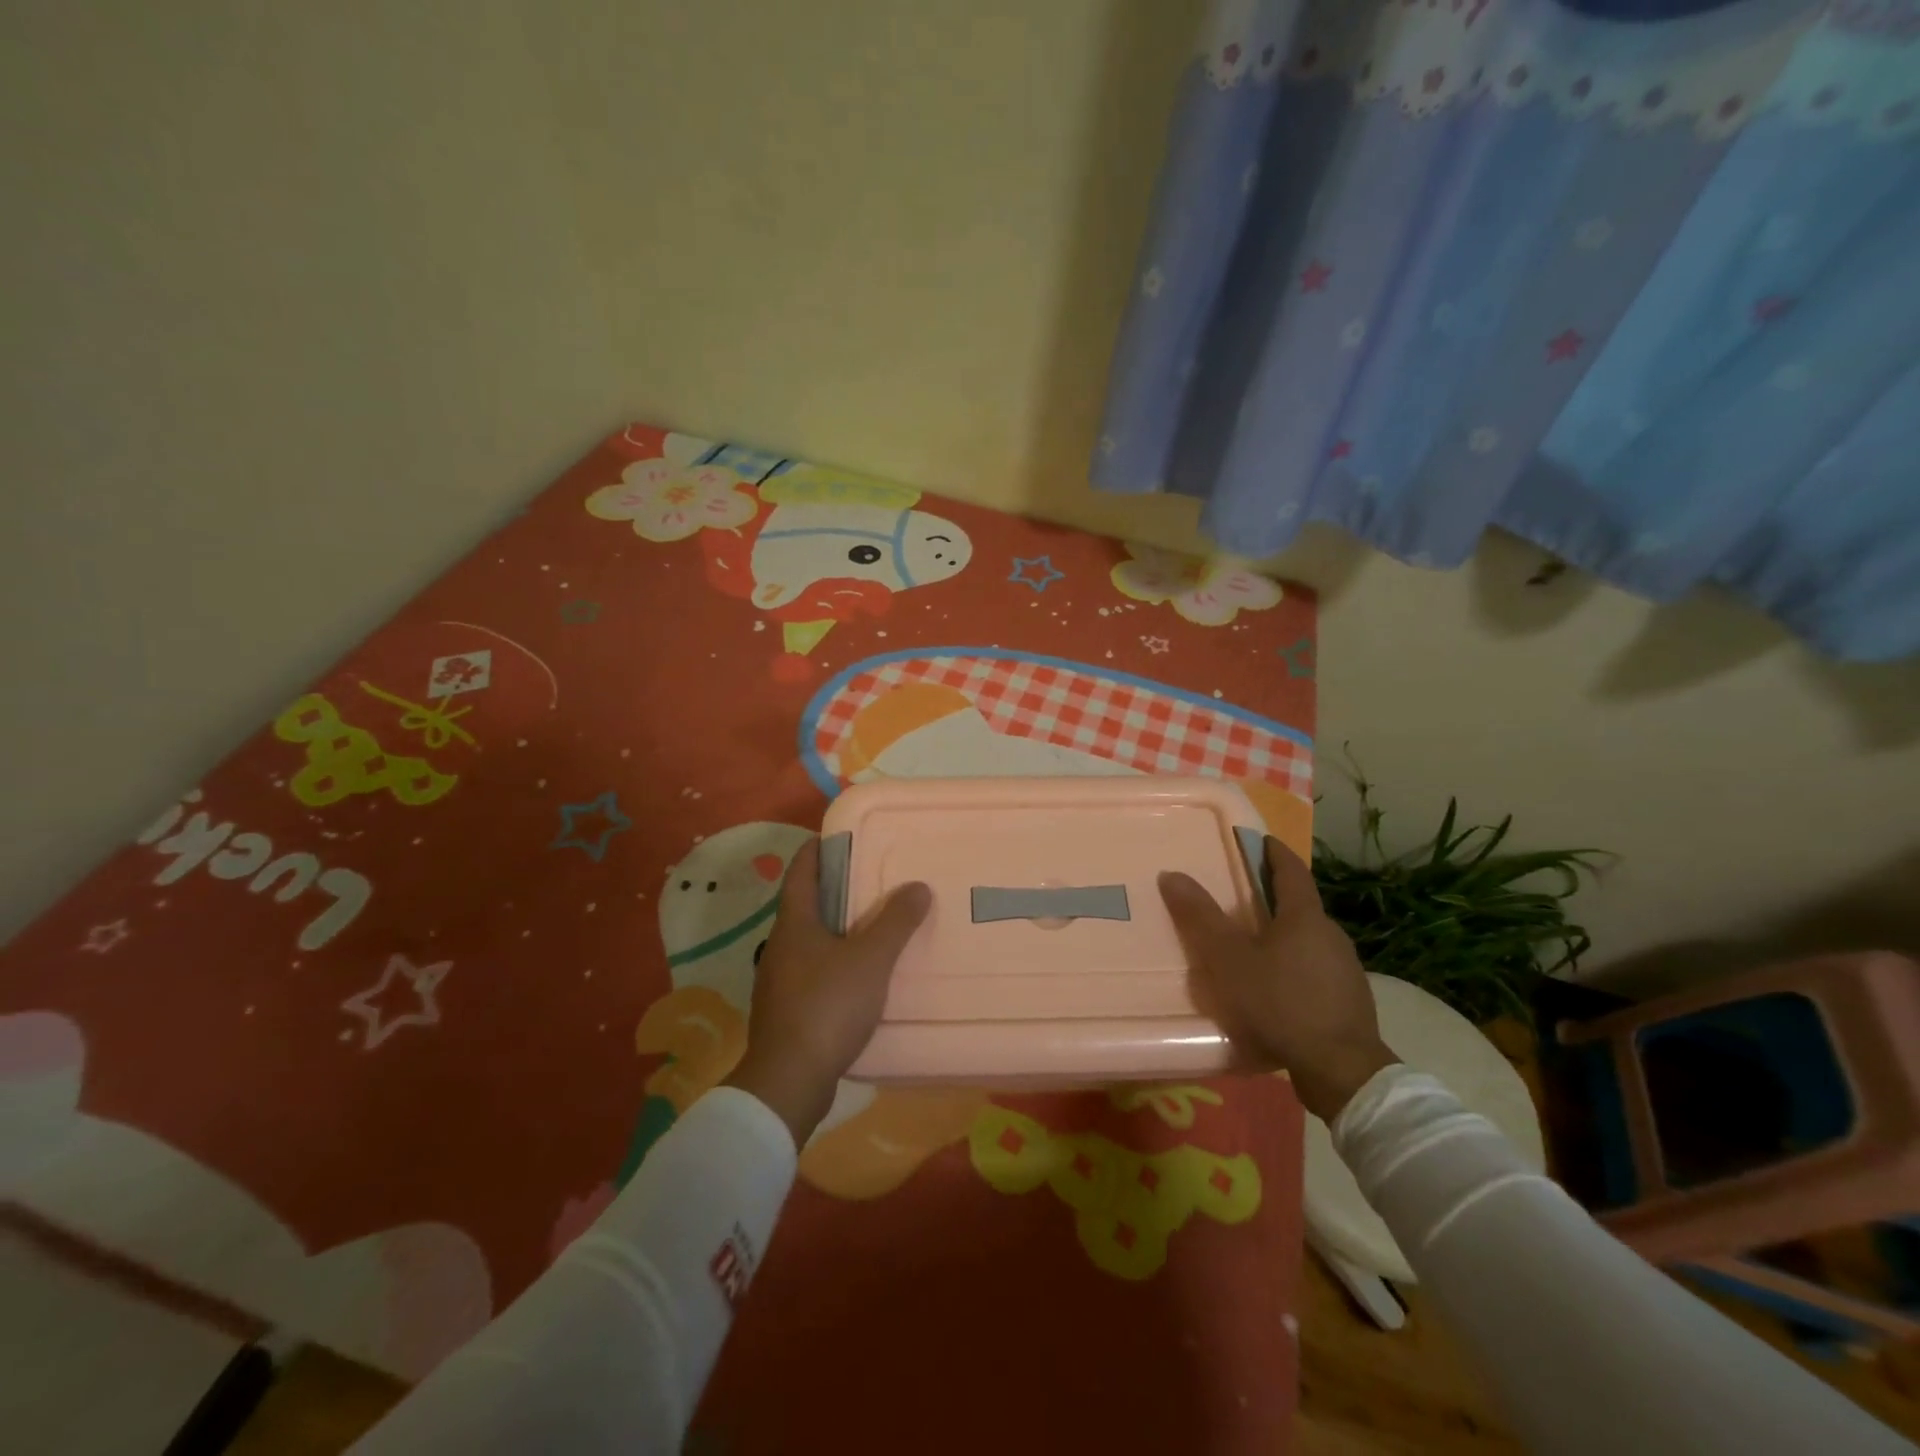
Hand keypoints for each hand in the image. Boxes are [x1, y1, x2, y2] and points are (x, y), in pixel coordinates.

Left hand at [723, 838, 930, 1146]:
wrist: (788, 1081)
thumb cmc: (827, 1007)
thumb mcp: (870, 960)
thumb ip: (896, 922)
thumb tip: (918, 885)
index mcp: (793, 925)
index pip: (800, 873)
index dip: (815, 851)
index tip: (836, 837)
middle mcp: (779, 947)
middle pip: (803, 906)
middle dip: (832, 891)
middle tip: (868, 881)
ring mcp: (778, 982)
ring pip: (807, 942)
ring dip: (834, 930)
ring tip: (868, 927)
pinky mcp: (786, 1012)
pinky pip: (811, 973)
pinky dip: (833, 964)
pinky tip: (856, 978)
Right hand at [1159, 836, 1396, 1121]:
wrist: (1342, 1070)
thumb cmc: (1281, 1002)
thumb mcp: (1229, 960)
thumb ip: (1201, 917)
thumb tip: (1171, 874)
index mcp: (1305, 917)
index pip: (1291, 870)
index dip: (1273, 852)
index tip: (1258, 841)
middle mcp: (1331, 935)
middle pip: (1300, 906)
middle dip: (1272, 898)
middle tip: (1240, 899)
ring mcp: (1345, 969)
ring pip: (1308, 941)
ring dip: (1282, 936)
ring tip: (1251, 948)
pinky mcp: (1348, 1001)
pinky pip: (1314, 971)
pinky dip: (1293, 968)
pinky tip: (1274, 990)